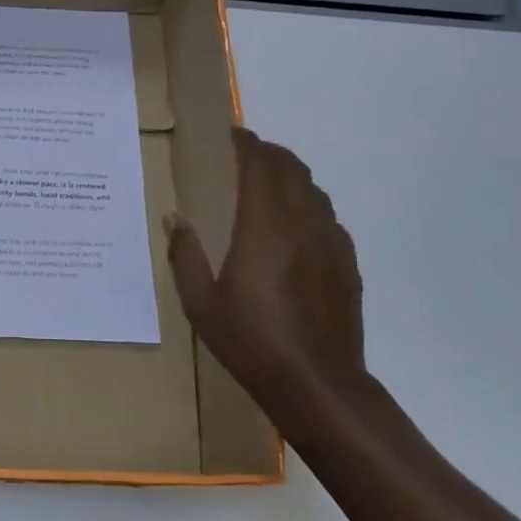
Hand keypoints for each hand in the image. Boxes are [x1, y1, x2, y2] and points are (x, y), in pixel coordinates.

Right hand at [166, 128, 365, 418]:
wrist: (317, 385)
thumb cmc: (251, 340)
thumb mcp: (200, 302)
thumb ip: (184, 254)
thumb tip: (174, 218)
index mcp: (263, 225)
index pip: (260, 164)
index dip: (247, 143)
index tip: (231, 135)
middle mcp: (302, 223)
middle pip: (292, 168)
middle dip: (269, 153)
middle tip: (245, 156)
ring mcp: (330, 243)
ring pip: (314, 190)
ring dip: (291, 177)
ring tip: (269, 185)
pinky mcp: (347, 264)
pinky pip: (328, 218)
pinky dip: (309, 206)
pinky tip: (295, 228)